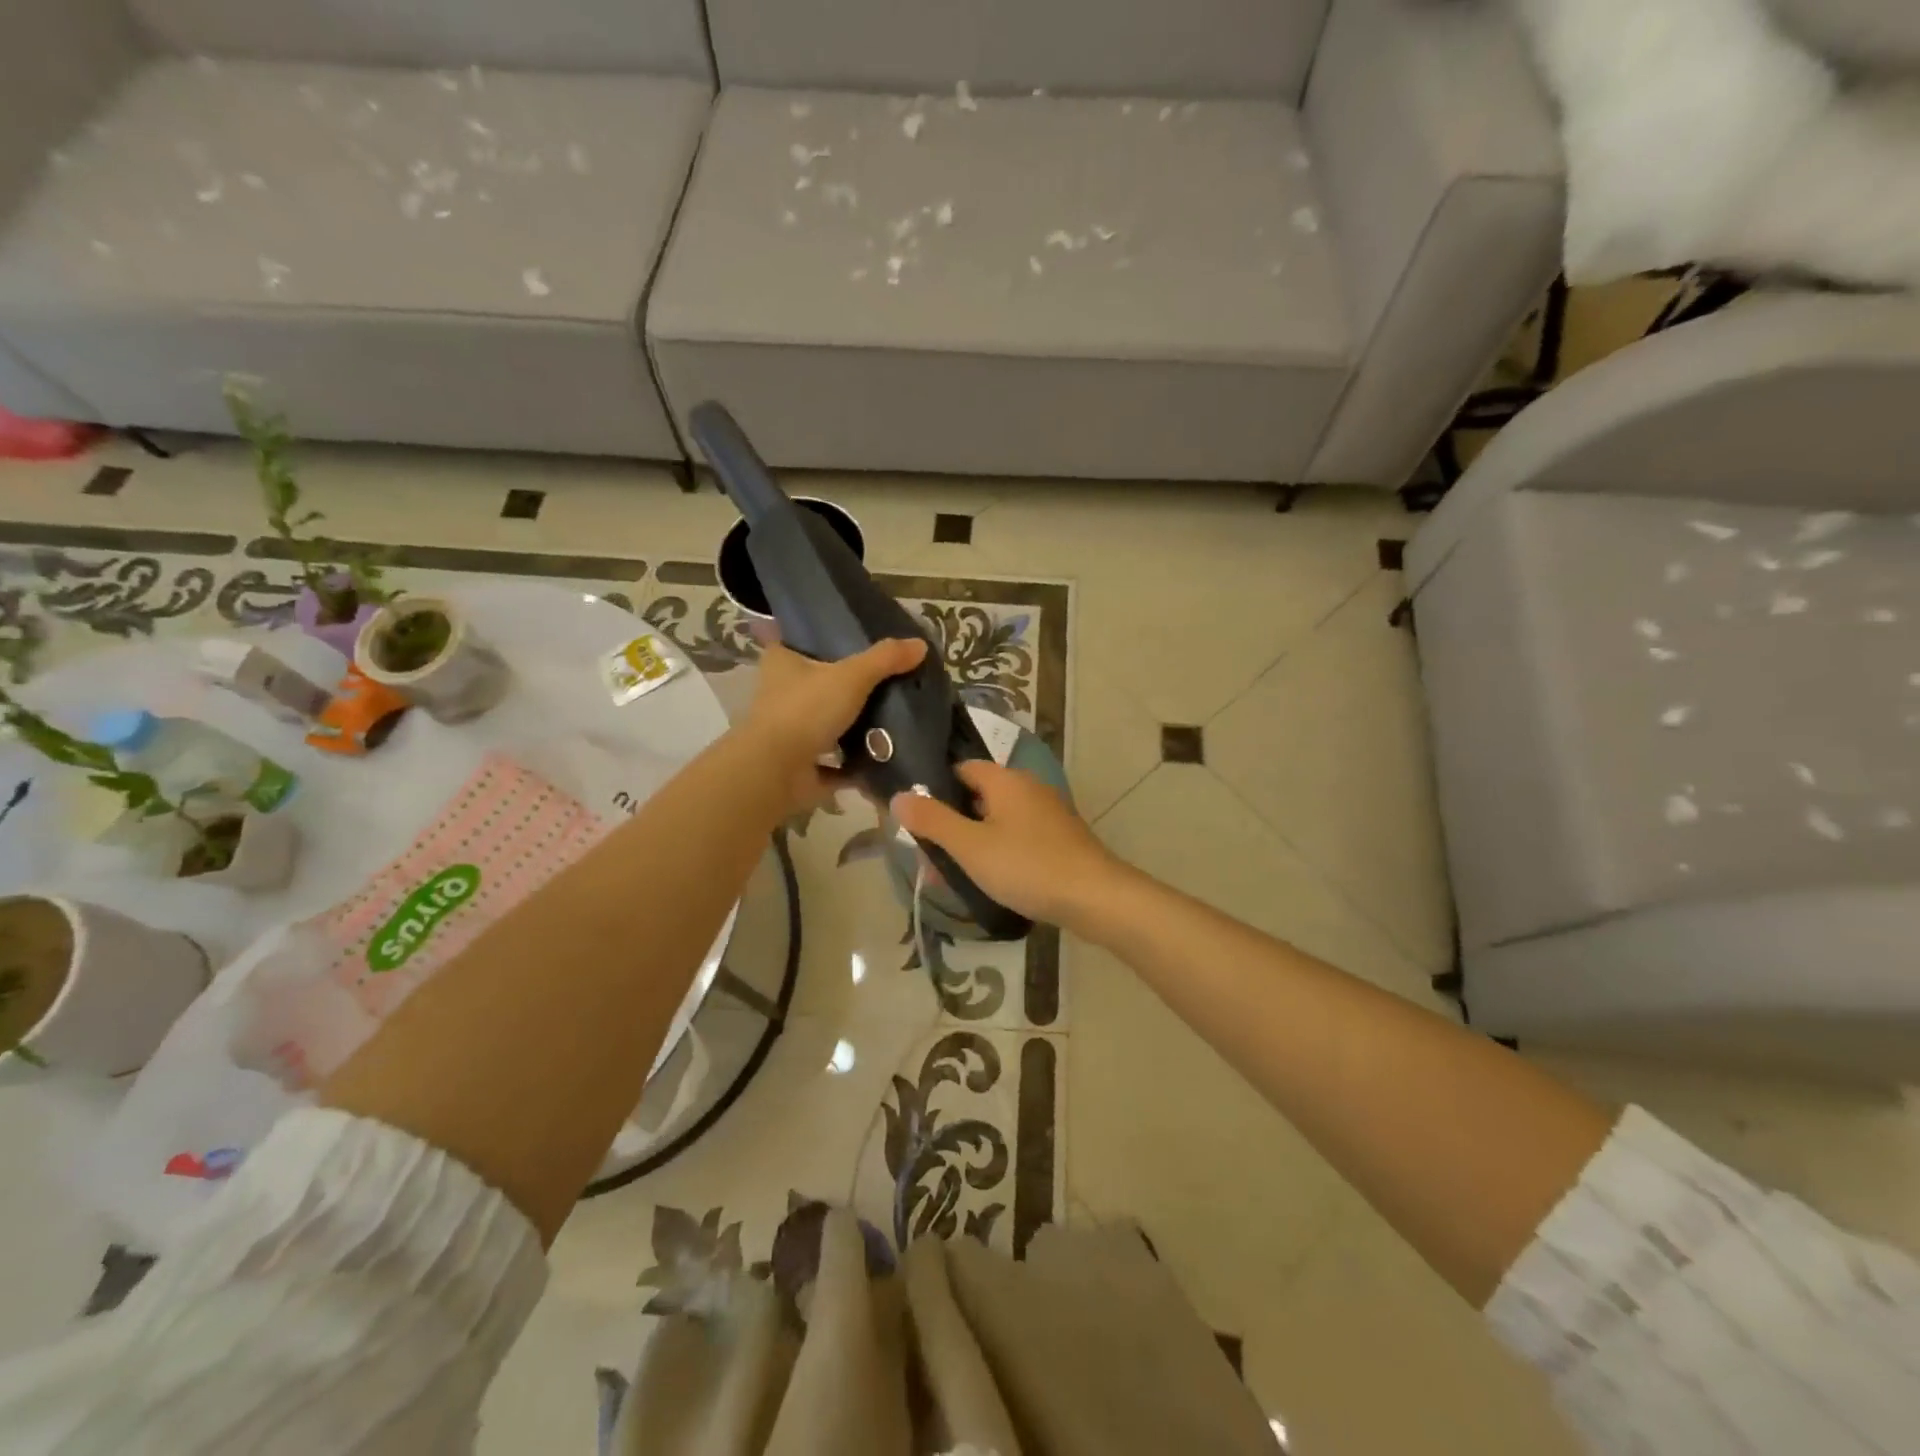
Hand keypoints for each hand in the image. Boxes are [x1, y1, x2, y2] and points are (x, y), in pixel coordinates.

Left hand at [744, 633, 927, 813]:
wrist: (778, 771)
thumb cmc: (806, 710)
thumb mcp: (852, 676)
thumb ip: (885, 659)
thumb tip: (921, 644)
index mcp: (782, 663)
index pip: (798, 642)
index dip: (823, 640)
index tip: (853, 641)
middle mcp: (779, 695)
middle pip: (817, 685)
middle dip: (845, 687)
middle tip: (885, 682)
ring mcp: (788, 733)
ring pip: (825, 725)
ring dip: (851, 727)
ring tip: (892, 719)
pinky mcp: (800, 766)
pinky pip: (834, 764)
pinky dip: (855, 765)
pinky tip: (885, 760)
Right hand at [890, 760, 1127, 928]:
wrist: (1095, 898)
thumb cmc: (1028, 866)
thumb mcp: (971, 846)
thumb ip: (933, 821)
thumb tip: (898, 796)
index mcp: (1005, 780)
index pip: (960, 768)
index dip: (934, 788)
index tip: (913, 818)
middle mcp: (1028, 787)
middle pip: (977, 795)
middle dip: (950, 823)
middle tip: (927, 854)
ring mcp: (1047, 813)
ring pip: (996, 820)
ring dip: (971, 842)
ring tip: (949, 875)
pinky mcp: (1058, 838)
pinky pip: (1016, 837)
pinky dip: (997, 852)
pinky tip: (987, 880)